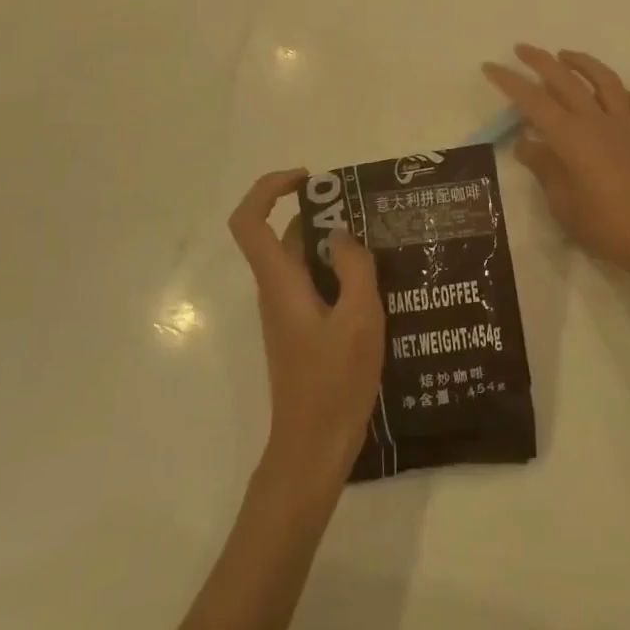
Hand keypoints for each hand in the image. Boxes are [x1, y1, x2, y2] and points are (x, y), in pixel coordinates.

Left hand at [227, 170, 385, 487]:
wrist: (313, 449)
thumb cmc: (334, 383)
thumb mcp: (359, 319)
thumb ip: (353, 268)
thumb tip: (341, 235)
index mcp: (280, 282)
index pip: (249, 222)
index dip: (269, 189)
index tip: (309, 180)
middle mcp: (276, 290)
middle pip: (284, 235)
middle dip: (321, 214)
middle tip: (366, 212)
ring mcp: (287, 312)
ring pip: (302, 260)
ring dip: (334, 244)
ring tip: (380, 244)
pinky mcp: (300, 330)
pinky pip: (314, 284)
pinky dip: (338, 272)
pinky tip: (376, 284)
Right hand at [483, 45, 629, 289]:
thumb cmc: (605, 227)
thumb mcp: (562, 204)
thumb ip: (543, 168)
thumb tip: (525, 143)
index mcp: (571, 138)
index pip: (533, 101)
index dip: (510, 82)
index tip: (490, 66)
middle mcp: (598, 122)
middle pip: (566, 80)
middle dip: (540, 61)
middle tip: (521, 49)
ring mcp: (627, 125)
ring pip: (604, 80)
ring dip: (582, 63)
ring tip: (565, 55)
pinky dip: (619, 90)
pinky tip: (611, 92)